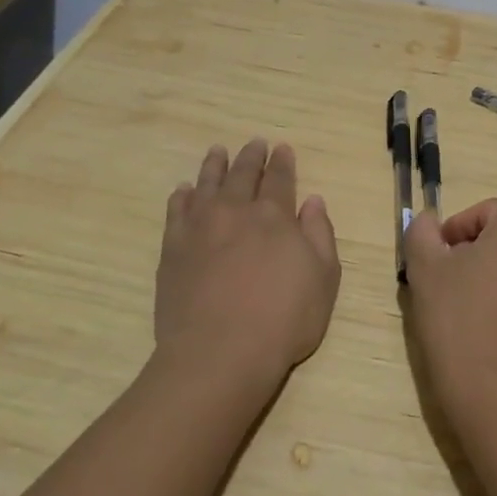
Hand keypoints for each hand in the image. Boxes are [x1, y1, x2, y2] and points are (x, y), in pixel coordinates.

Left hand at [154, 139, 340, 395]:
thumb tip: (313, 201)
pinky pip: (176, 211)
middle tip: (254, 142)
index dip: (283, 162)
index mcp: (275, 217)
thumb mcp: (324, 279)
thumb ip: (320, 235)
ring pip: (207, 184)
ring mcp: (200, 228)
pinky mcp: (172, 248)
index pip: (280, 179)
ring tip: (218, 151)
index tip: (282, 148)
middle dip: (251, 157)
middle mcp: (236, 212)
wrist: (219, 353)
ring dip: (215, 166)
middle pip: (243, 174)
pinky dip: (182, 196)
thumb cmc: (283, 320)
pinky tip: (184, 191)